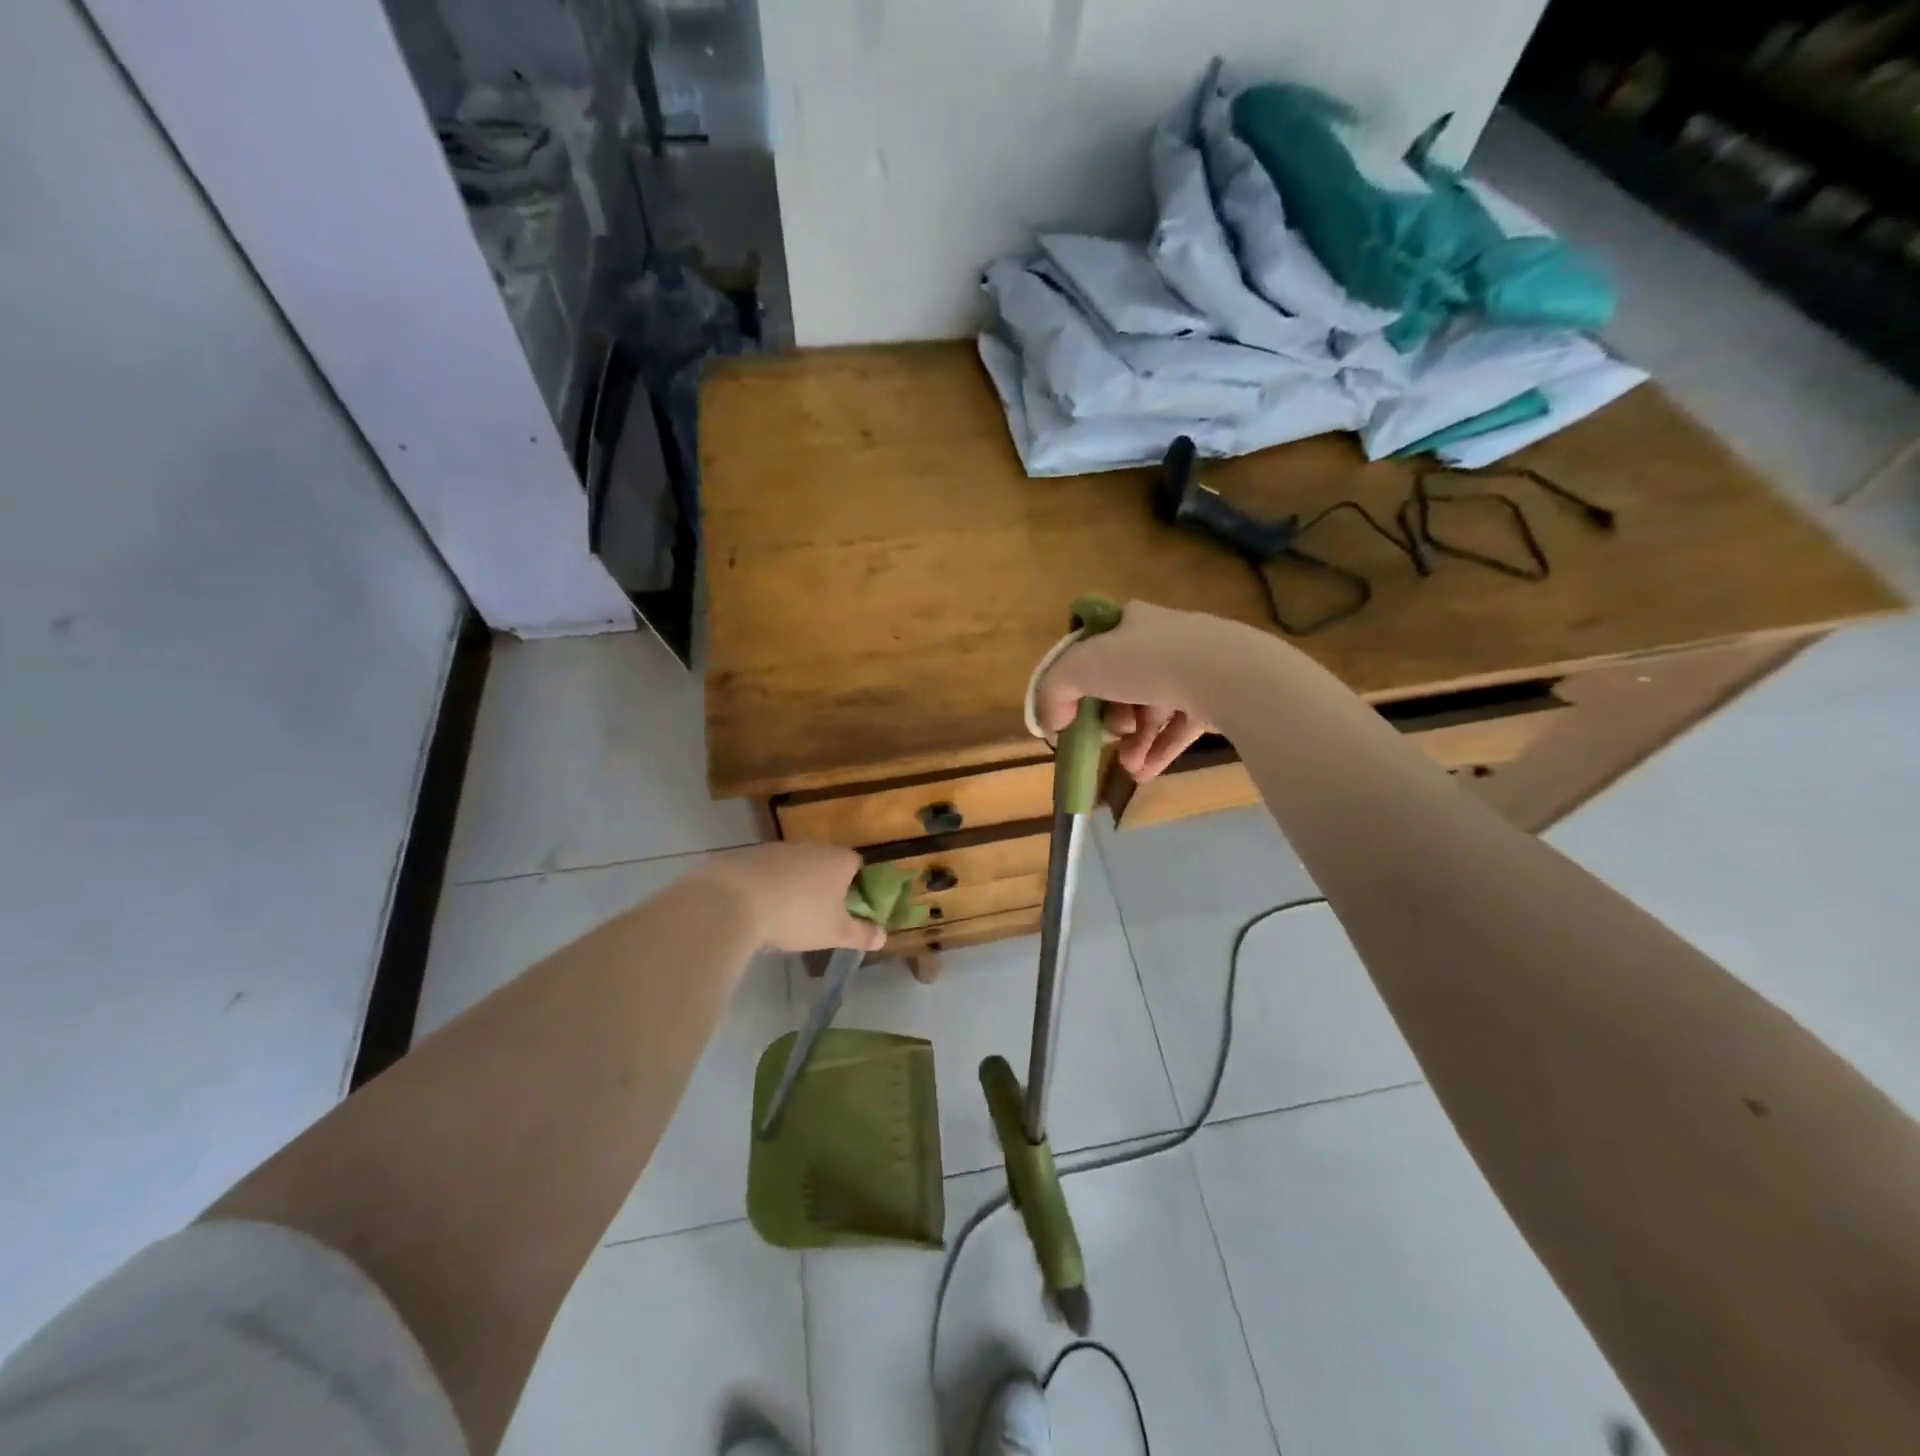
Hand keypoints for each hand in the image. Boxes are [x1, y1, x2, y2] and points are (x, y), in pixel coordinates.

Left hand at [695, 843, 887, 953]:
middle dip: (824, 886)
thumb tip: (884, 936)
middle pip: (825, 864)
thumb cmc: (797, 915)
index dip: (858, 885)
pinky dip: (766, 886)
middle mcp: (811, 847)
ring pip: (795, 867)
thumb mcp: (834, 932)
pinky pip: (766, 871)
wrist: (733, 900)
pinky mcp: (748, 855)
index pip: (858, 865)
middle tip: (819, 915)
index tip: (851, 908)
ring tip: (785, 916)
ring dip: (794, 886)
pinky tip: (757, 910)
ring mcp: (778, 849)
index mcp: (839, 860)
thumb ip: (861, 934)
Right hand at [1037, 601, 1231, 781]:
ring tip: (1129, 767)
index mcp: (1130, 622)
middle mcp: (1163, 639)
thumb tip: (1051, 721)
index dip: (1079, 680)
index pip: (1095, 647)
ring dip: (1133, 741)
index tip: (1073, 709)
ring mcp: (1194, 667)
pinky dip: (1159, 750)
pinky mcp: (1217, 696)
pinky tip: (1145, 774)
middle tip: (1108, 735)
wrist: (1225, 674)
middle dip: (1109, 719)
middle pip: (1122, 683)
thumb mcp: (1080, 668)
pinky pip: (1180, 726)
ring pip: (1152, 708)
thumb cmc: (1145, 661)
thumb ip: (1054, 691)